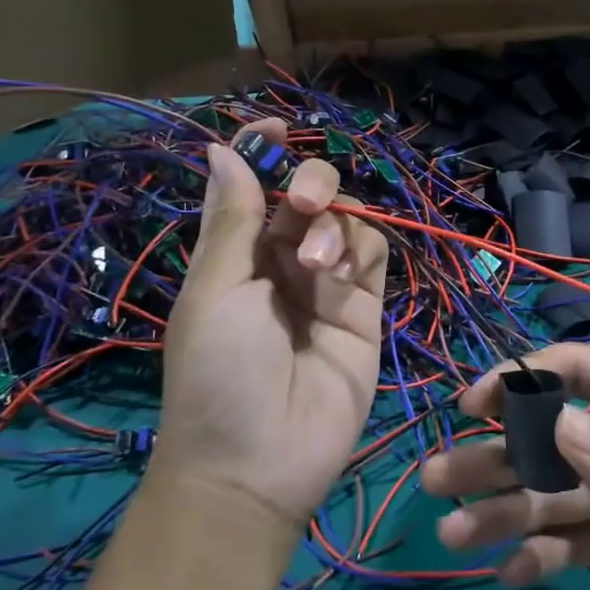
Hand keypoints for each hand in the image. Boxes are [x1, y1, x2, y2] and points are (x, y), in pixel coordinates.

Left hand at [156, 120, 387, 527]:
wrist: (258, 464)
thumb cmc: (216, 373)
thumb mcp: (214, 291)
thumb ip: (234, 219)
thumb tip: (222, 148)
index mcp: (238, 255)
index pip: (256, 188)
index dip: (265, 152)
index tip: (275, 126)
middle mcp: (283, 262)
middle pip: (311, 196)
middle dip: (313, 185)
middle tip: (305, 204)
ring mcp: (328, 285)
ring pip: (349, 220)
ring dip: (334, 227)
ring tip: (316, 267)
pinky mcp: (366, 309)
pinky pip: (375, 255)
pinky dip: (361, 249)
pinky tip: (340, 275)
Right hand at [423, 345, 589, 589]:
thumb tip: (555, 425)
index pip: (577, 372)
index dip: (521, 381)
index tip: (472, 405)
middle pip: (550, 439)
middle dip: (495, 456)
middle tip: (436, 479)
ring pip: (554, 495)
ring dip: (505, 511)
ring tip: (453, 533)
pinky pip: (577, 545)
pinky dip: (543, 557)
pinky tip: (509, 573)